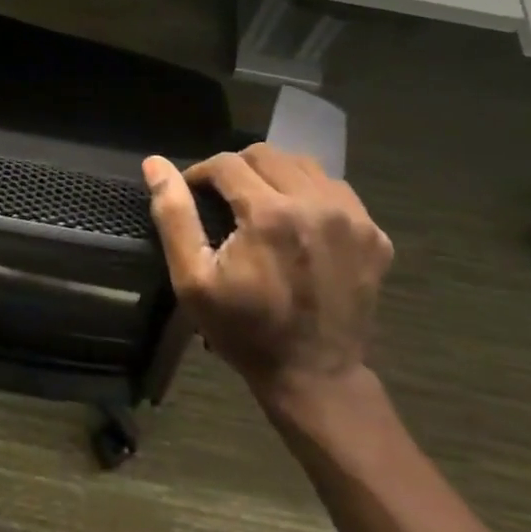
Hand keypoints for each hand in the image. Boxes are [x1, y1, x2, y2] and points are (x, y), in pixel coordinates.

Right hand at [143, 145, 392, 410]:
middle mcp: (316, 203)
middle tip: (223, 199)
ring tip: (260, 205)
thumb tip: (155, 164)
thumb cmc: (244, 330)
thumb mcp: (193, 280)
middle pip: (266, 155)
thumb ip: (174, 216)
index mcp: (269, 213)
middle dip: (236, 169)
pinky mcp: (374, 235)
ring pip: (304, 165)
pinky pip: (336, 190)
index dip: (201, 173)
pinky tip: (298, 222)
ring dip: (275, 176)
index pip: (226, 163)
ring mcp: (353, 218)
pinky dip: (311, 194)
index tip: (192, 194)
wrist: (315, 377)